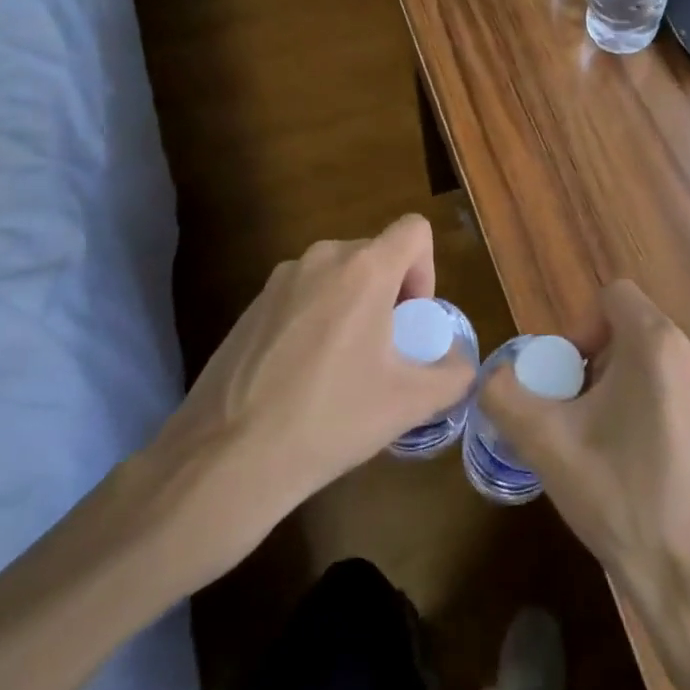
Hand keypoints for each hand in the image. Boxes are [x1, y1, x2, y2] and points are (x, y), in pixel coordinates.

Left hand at [138, 214, 474, 584]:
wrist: (226, 459)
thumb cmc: (331, 418)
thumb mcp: (408, 403)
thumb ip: (453, 375)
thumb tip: (462, 366)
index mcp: (365, 268)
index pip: (414, 230)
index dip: (427, 269)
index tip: (412, 320)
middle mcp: (321, 258)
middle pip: (376, 254)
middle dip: (390, 293)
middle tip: (385, 351)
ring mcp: (279, 280)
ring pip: (337, 275)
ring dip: (353, 306)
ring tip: (343, 367)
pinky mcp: (250, 306)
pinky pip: (302, 295)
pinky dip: (316, 319)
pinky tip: (302, 377)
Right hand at [478, 281, 689, 614]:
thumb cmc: (622, 499)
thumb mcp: (547, 445)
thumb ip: (505, 396)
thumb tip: (492, 376)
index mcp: (658, 343)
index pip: (612, 296)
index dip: (580, 328)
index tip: (568, 380)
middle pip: (631, 329)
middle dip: (597, 362)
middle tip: (577, 417)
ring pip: (654, 360)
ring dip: (622, 385)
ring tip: (606, 443)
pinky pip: (677, 387)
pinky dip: (651, 404)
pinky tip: (641, 462)